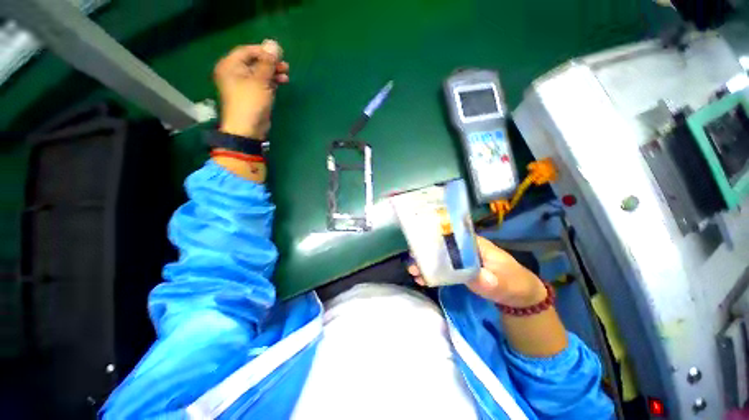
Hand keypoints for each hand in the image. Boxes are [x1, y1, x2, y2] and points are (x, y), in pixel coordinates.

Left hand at [214, 39, 289, 138]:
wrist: (248, 129)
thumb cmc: (251, 103)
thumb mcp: (260, 81)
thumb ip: (267, 62)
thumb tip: (273, 43)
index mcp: (230, 66)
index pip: (247, 51)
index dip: (263, 51)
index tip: (279, 55)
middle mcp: (234, 73)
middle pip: (254, 62)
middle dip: (270, 64)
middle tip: (285, 66)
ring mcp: (242, 85)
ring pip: (259, 74)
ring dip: (272, 73)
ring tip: (286, 76)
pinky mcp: (251, 95)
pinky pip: (261, 84)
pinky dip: (271, 83)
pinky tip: (281, 83)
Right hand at [408, 236, 546, 307]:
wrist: (519, 295)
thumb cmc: (513, 281)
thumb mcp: (505, 282)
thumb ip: (490, 280)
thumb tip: (476, 277)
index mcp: (473, 243)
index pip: (451, 236)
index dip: (433, 239)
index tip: (419, 246)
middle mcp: (464, 248)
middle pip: (441, 246)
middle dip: (425, 253)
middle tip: (412, 262)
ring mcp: (460, 259)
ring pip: (439, 258)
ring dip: (426, 264)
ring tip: (413, 271)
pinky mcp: (458, 270)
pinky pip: (442, 269)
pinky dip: (432, 273)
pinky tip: (421, 278)